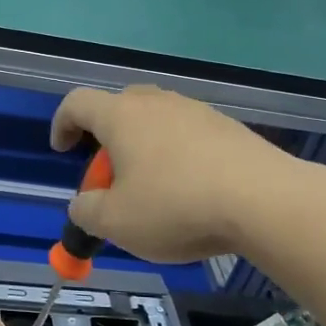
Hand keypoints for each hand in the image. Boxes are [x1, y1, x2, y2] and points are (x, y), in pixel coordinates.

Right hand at [50, 85, 285, 262]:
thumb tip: (83, 204)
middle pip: (119, 107)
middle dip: (106, 138)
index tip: (62, 151)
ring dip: (144, 147)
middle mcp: (157, 103)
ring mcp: (196, 111)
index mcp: (121, 116)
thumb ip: (87, 212)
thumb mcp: (117, 223)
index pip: (77, 102)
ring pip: (156, 120)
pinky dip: (177, 155)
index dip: (62, 124)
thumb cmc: (176, 206)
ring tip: (152, 189)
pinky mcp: (228, 127)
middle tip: (110, 176)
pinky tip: (191, 191)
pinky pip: (188, 134)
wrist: (263, 200)